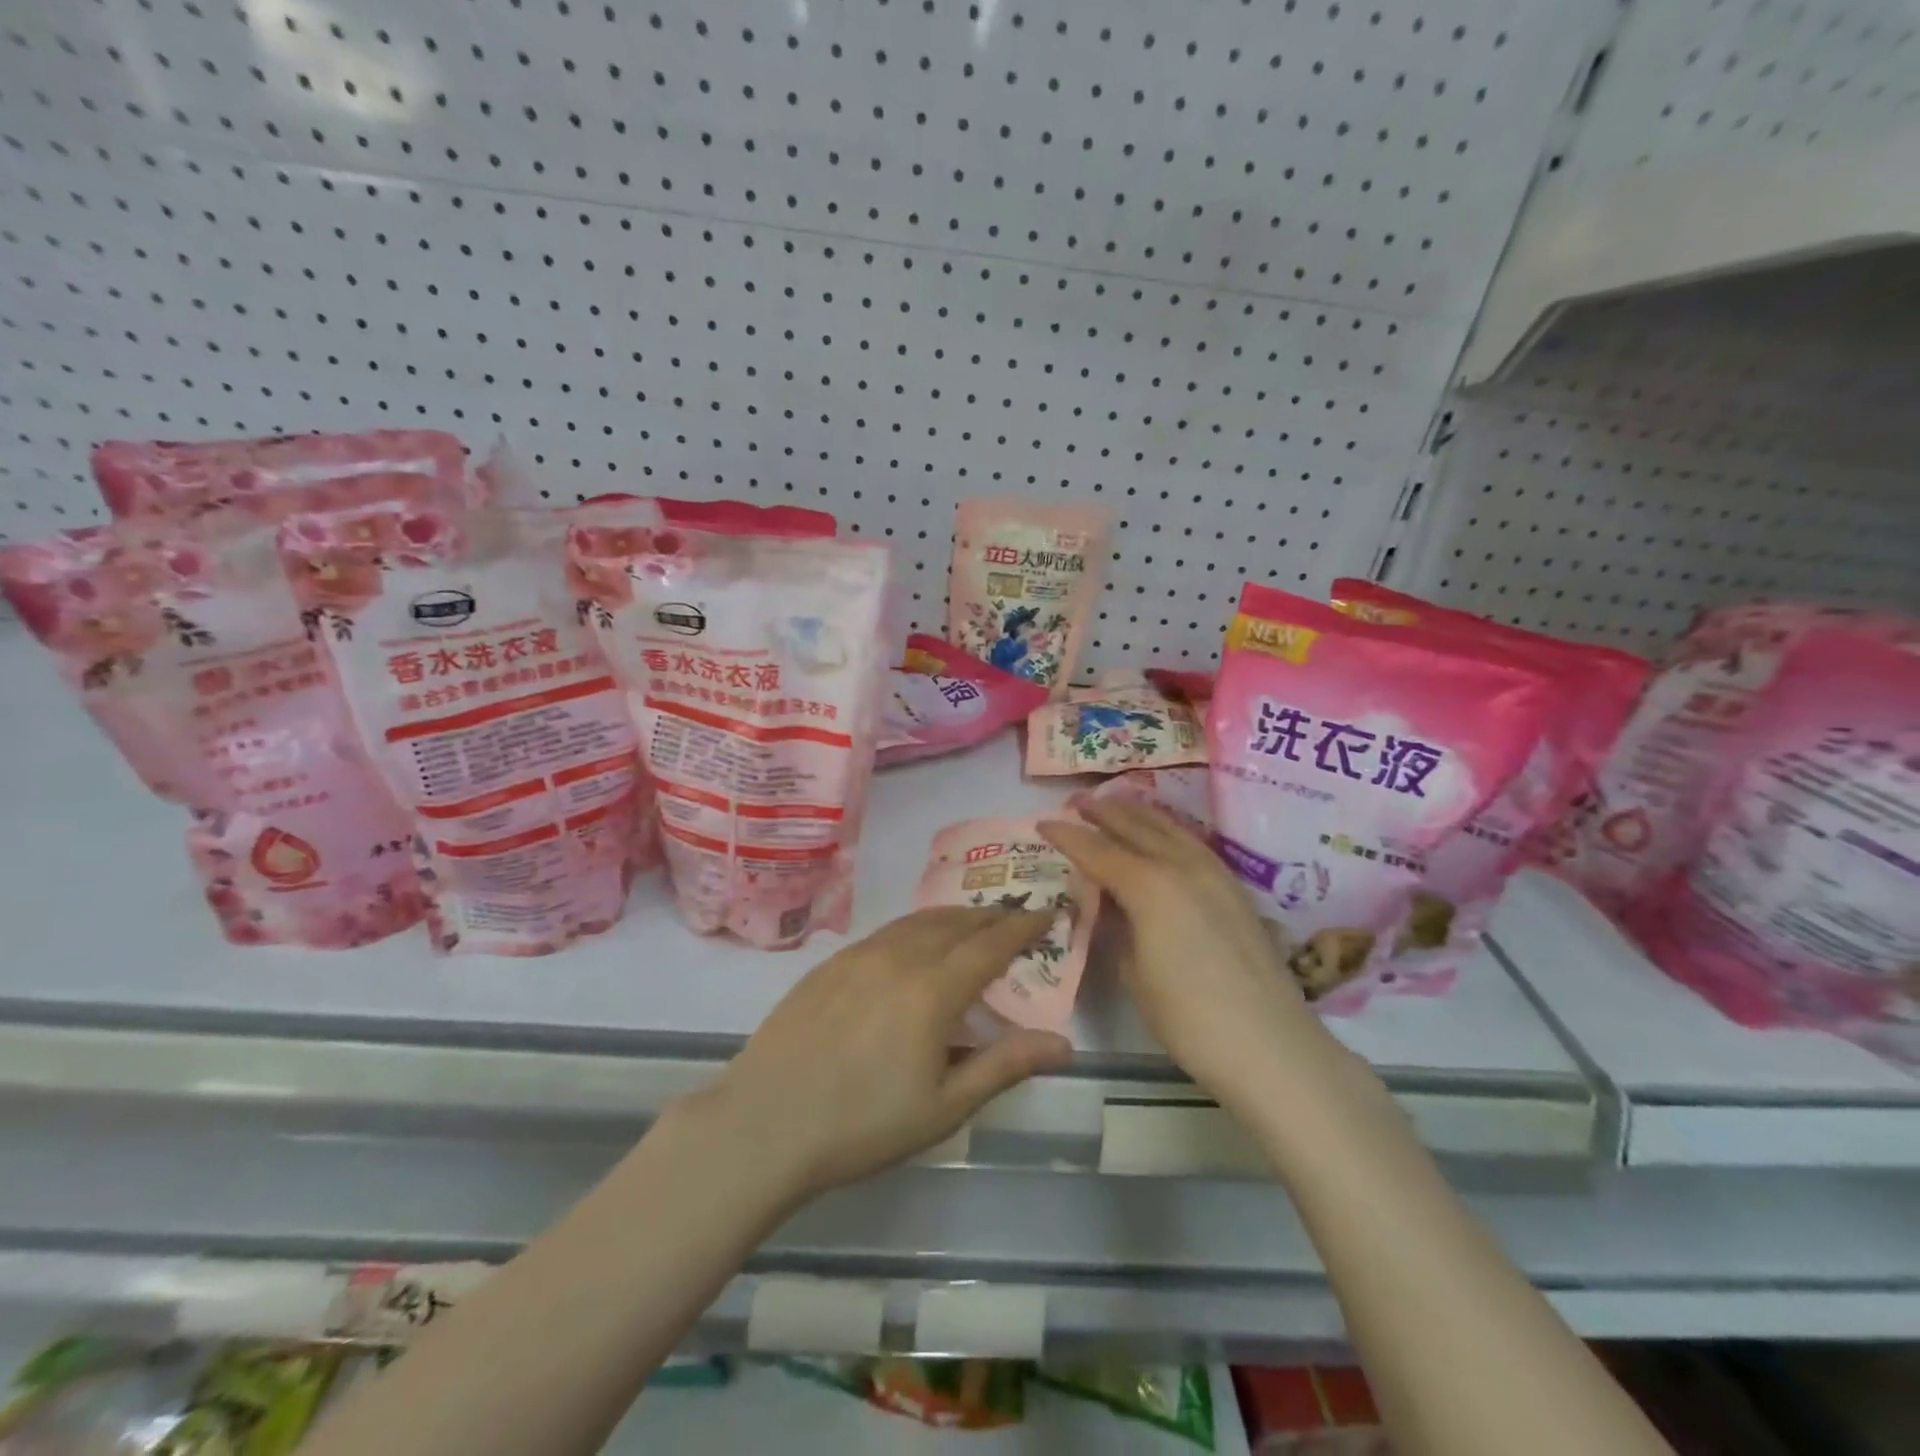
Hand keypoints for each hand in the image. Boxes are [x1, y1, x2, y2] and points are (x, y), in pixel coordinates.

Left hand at [689, 907, 1072, 1202]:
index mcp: (933, 990)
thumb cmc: (863, 1125)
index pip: (991, 944)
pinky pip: (886, 931)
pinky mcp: (830, 963)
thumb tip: (1064, 1044)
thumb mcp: (944, 1106)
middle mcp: (899, 957)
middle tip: (1015, 917)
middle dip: (991, 916)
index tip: (1047, 912)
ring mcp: (859, 955)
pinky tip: (915, 944)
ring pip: (918, 921)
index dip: (1023, 926)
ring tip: (972, 925)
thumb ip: (1004, 1066)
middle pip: (956, 923)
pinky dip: (916, 928)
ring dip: (954, 918)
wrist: (764, 1124)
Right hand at [1042, 798, 1325, 1109]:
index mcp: (1150, 886)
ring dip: (1138, 813)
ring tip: (1116, 804)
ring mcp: (1215, 874)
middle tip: (1077, 801)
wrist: (1270, 1046)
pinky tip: (1163, 836)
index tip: (1042, 823)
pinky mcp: (1235, 889)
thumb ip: (1116, 928)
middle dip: (1104, 811)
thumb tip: (1108, 903)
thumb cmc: (1188, 1018)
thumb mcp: (1133, 973)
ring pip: (1170, 828)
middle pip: (1137, 827)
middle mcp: (1183, 866)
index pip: (1098, 850)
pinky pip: (1192, 843)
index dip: (1068, 836)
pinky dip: (1168, 830)